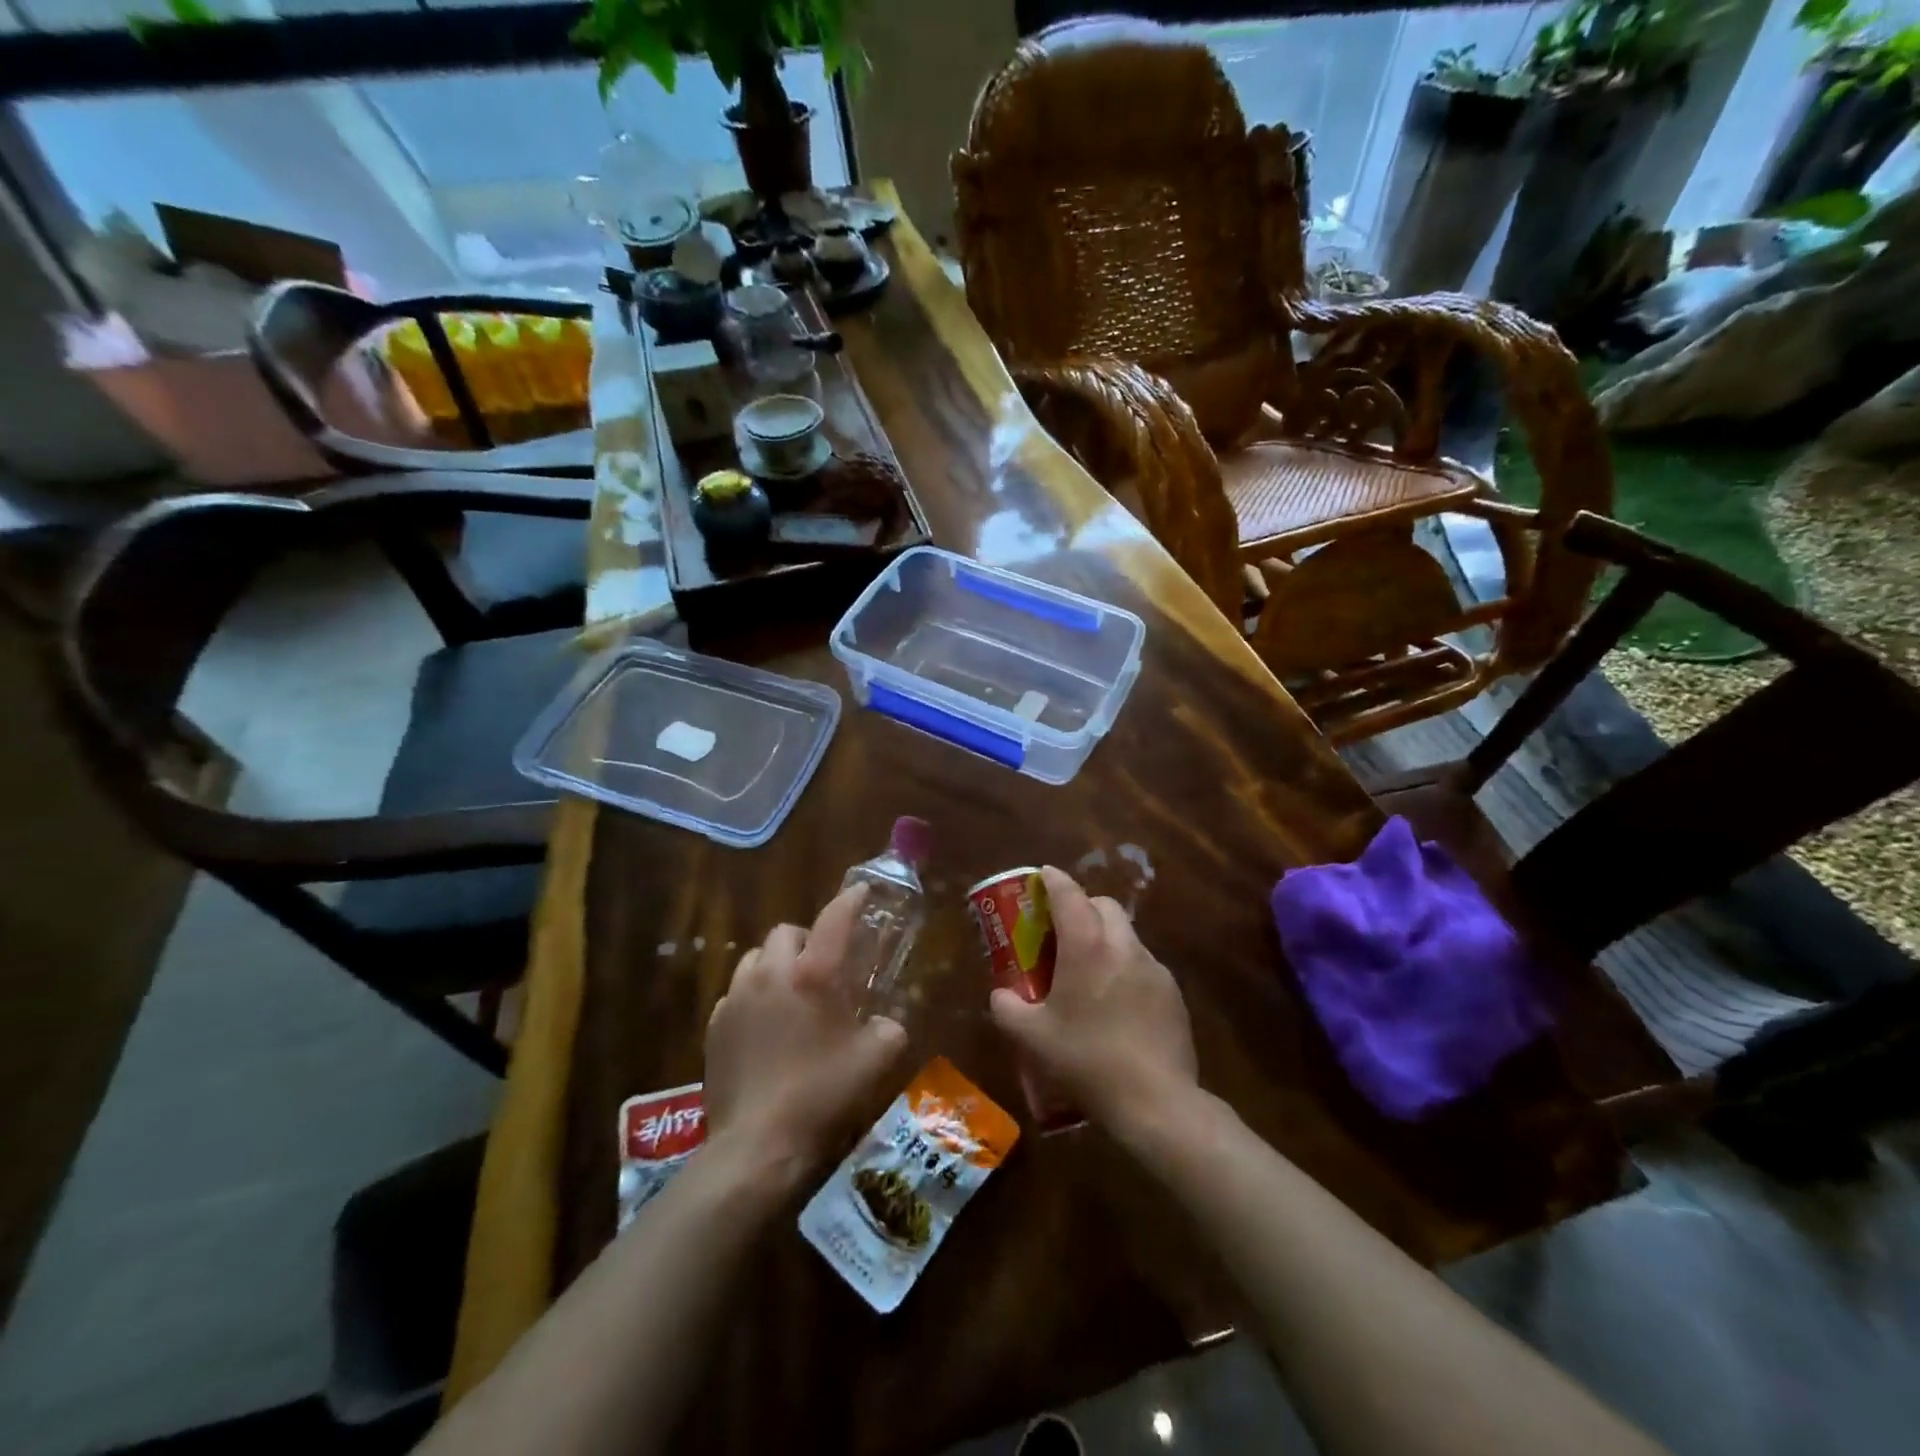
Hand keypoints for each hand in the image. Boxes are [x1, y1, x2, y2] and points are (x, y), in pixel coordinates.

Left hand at [705, 884, 908, 1182]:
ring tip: (789, 995)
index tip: (861, 892)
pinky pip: (736, 993)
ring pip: (755, 959)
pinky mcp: (714, 1025)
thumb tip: (888, 1023)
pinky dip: (753, 997)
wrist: (758, 1144)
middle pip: (786, 932)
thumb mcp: (876, 1060)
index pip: (834, 919)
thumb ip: (890, 1029)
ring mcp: (736, 997)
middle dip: (805, 940)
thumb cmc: (823, 1094)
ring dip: (774, 965)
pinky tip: (764, 1028)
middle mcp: (771, 974)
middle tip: (821, 968)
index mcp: (813, 974)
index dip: (850, 900)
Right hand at [988, 866, 1197, 1133]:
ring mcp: (1154, 968)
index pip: (1069, 894)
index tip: (1042, 876)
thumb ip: (1007, 1008)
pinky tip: (1117, 1004)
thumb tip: (1001, 995)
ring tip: (1089, 971)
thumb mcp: (1032, 1038)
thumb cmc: (1087, 1061)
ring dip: (1106, 938)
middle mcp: (1123, 946)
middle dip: (1083, 906)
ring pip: (1126, 935)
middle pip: (1104, 905)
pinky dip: (1125, 968)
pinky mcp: (1173, 993)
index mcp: (1087, 946)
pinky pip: (1143, 965)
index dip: (1053, 880)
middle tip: (1062, 930)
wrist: (1156, 1102)